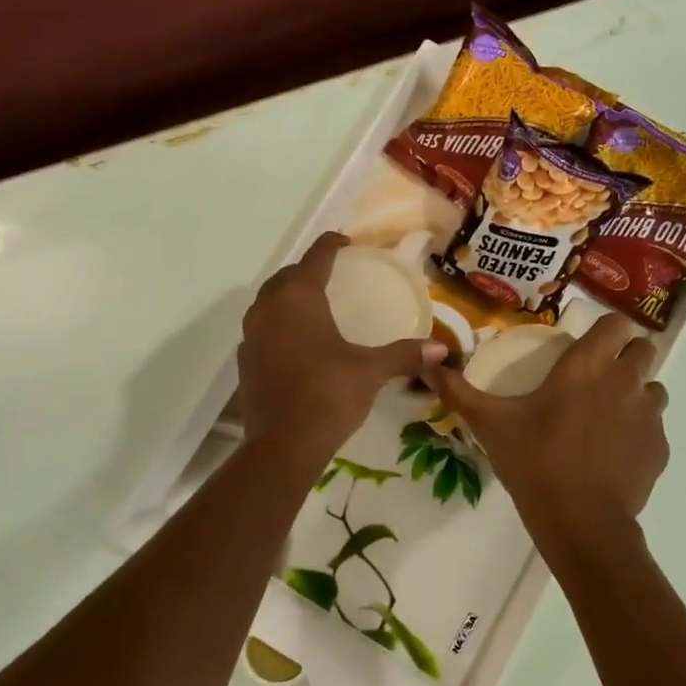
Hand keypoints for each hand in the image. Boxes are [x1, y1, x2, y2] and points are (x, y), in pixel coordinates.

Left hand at [238, 232, 444, 461]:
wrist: (283, 445)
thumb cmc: (328, 395)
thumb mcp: (370, 371)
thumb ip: (404, 354)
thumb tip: (441, 349)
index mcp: (299, 298)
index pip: (316, 258)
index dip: (331, 245)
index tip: (345, 241)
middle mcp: (269, 308)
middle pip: (287, 276)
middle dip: (308, 270)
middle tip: (332, 274)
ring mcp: (251, 334)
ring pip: (269, 301)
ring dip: (289, 296)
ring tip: (313, 304)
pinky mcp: (245, 359)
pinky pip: (262, 328)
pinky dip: (279, 324)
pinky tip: (296, 341)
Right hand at [427, 314, 668, 561]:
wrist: (579, 521)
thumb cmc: (534, 461)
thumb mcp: (491, 423)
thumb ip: (459, 391)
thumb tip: (426, 363)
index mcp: (586, 366)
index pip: (617, 323)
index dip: (607, 330)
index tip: (589, 344)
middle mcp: (624, 380)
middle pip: (643, 348)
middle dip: (626, 356)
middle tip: (598, 378)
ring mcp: (648, 415)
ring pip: (653, 388)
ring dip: (636, 393)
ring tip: (608, 416)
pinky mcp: (659, 447)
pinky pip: (655, 427)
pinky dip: (639, 432)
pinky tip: (615, 452)